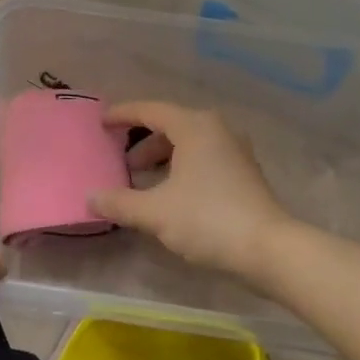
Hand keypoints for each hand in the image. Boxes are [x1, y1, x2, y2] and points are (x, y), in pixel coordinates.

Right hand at [88, 102, 292, 280]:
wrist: (269, 248)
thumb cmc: (208, 219)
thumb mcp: (155, 212)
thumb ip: (119, 202)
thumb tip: (91, 198)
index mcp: (194, 127)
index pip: (151, 110)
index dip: (123, 114)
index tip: (102, 122)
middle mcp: (217, 130)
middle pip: (171, 126)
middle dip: (143, 142)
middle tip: (123, 162)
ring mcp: (235, 151)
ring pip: (189, 144)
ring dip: (164, 158)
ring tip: (144, 182)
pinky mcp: (245, 173)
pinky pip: (204, 159)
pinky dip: (182, 168)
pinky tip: (172, 194)